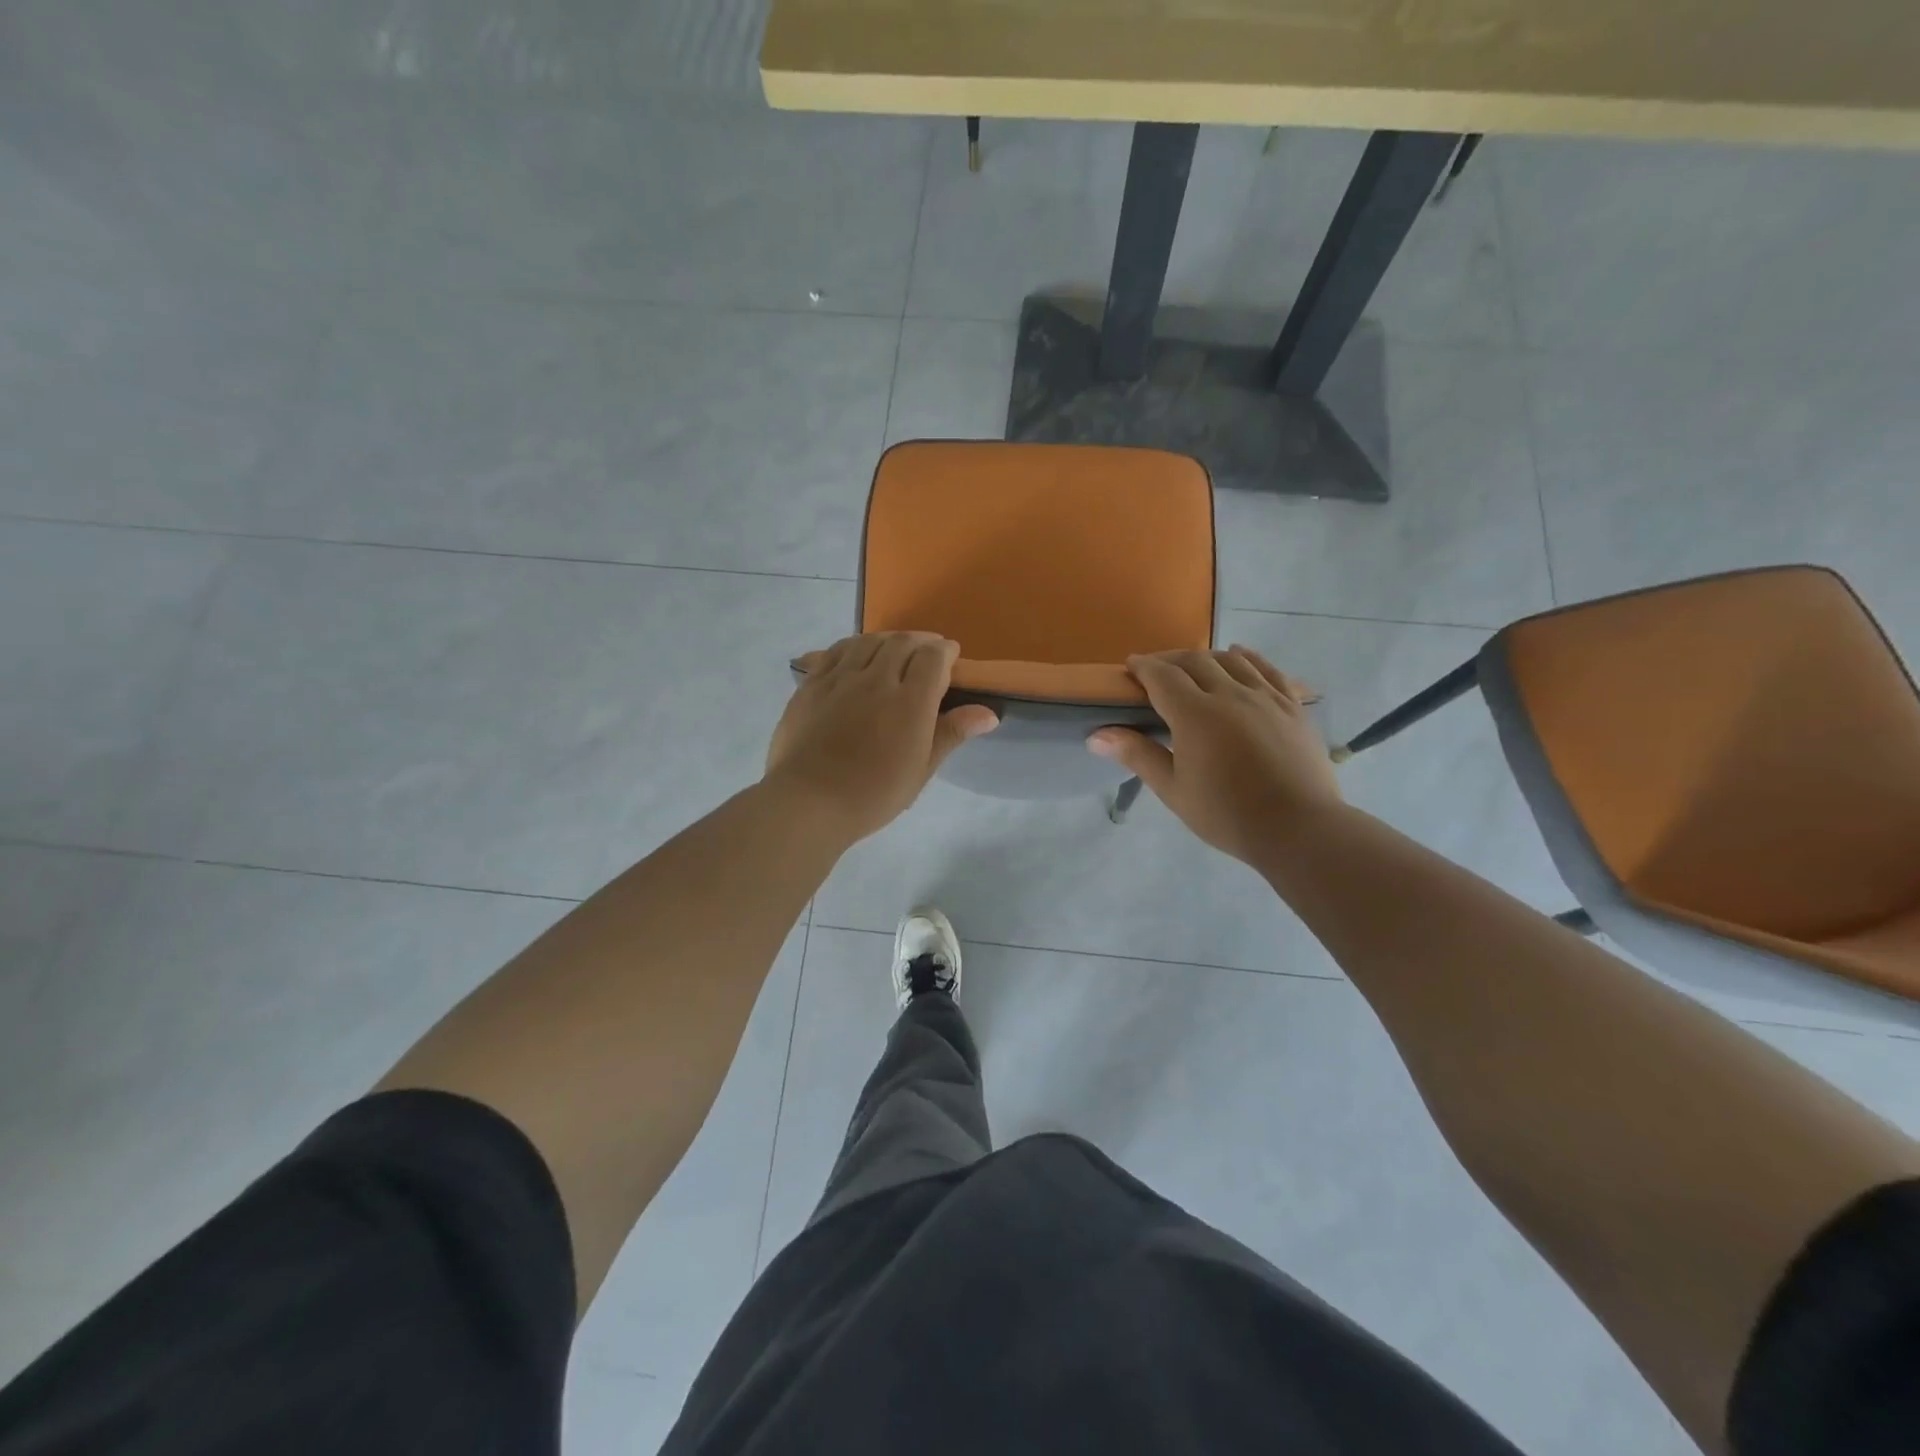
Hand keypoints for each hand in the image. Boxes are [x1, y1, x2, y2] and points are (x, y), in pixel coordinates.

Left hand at [766, 633, 997, 843]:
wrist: (809, 801)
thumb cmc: (874, 794)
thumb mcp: (922, 769)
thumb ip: (952, 733)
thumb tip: (988, 713)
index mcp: (910, 701)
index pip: (934, 657)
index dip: (946, 652)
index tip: (951, 657)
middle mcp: (877, 679)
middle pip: (902, 642)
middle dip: (920, 641)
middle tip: (927, 652)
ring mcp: (841, 678)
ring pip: (869, 641)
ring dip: (888, 639)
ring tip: (895, 649)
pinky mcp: (812, 684)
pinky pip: (836, 650)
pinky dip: (855, 645)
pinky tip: (857, 654)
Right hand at [1087, 646, 1342, 866]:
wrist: (1298, 828)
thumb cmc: (1227, 814)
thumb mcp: (1173, 790)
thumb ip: (1137, 755)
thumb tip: (1096, 735)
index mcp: (1195, 714)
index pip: (1163, 676)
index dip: (1144, 667)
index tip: (1130, 667)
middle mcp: (1230, 694)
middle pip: (1195, 661)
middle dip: (1170, 660)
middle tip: (1156, 670)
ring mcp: (1265, 697)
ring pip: (1231, 660)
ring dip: (1206, 657)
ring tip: (1194, 666)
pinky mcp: (1292, 706)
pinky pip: (1268, 669)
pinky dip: (1248, 658)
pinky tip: (1240, 656)